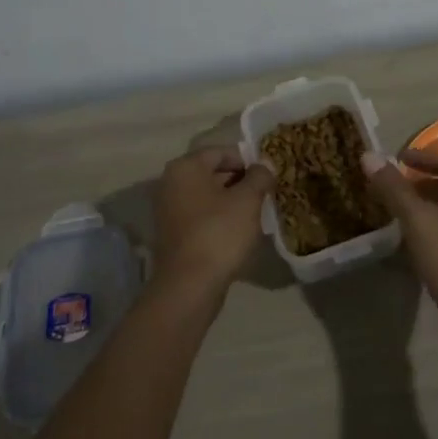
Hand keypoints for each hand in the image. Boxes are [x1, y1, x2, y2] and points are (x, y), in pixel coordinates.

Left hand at [151, 146, 275, 301]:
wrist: (189, 286)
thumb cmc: (219, 233)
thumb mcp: (248, 200)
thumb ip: (259, 176)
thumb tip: (265, 164)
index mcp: (185, 167)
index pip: (222, 152)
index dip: (249, 161)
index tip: (268, 176)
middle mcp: (171, 182)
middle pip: (213, 172)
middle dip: (240, 181)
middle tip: (265, 193)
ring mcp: (169, 209)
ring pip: (208, 196)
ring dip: (232, 201)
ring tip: (256, 213)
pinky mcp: (173, 233)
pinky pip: (201, 216)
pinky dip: (219, 218)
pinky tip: (239, 231)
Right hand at [361, 148, 437, 360]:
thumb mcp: (418, 221)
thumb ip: (394, 189)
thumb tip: (369, 155)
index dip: (421, 157)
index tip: (396, 159)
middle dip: (422, 184)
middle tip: (394, 188)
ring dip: (426, 208)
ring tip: (399, 215)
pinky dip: (433, 230)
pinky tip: (414, 245)